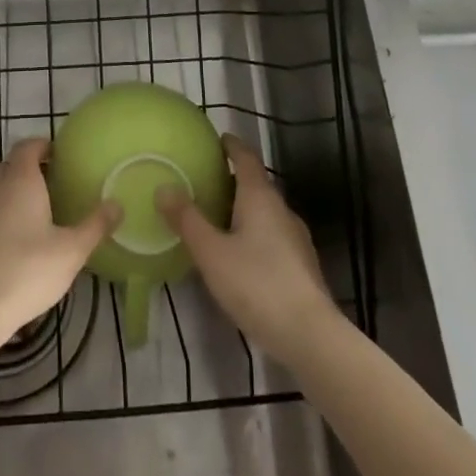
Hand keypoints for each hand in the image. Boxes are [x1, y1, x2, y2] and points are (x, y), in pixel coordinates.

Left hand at [0, 139, 120, 334]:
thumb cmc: (28, 269)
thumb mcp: (71, 250)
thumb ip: (95, 225)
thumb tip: (117, 204)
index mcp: (21, 180)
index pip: (27, 146)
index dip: (43, 145)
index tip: (61, 155)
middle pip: (13, 165)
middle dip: (33, 168)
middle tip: (58, 182)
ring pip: (1, 189)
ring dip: (20, 192)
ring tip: (45, 211)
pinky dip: (8, 214)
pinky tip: (24, 239)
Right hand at [158, 135, 339, 363]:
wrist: (311, 336)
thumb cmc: (257, 284)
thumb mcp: (211, 252)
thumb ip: (187, 220)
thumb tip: (164, 187)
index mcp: (260, 197)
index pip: (246, 158)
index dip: (232, 146)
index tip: (219, 139)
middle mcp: (281, 210)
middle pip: (257, 184)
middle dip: (234, 180)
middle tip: (207, 181)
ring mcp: (296, 238)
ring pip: (266, 212)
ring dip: (244, 209)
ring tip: (218, 218)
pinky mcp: (302, 266)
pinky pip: (273, 236)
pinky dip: (255, 234)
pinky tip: (240, 255)